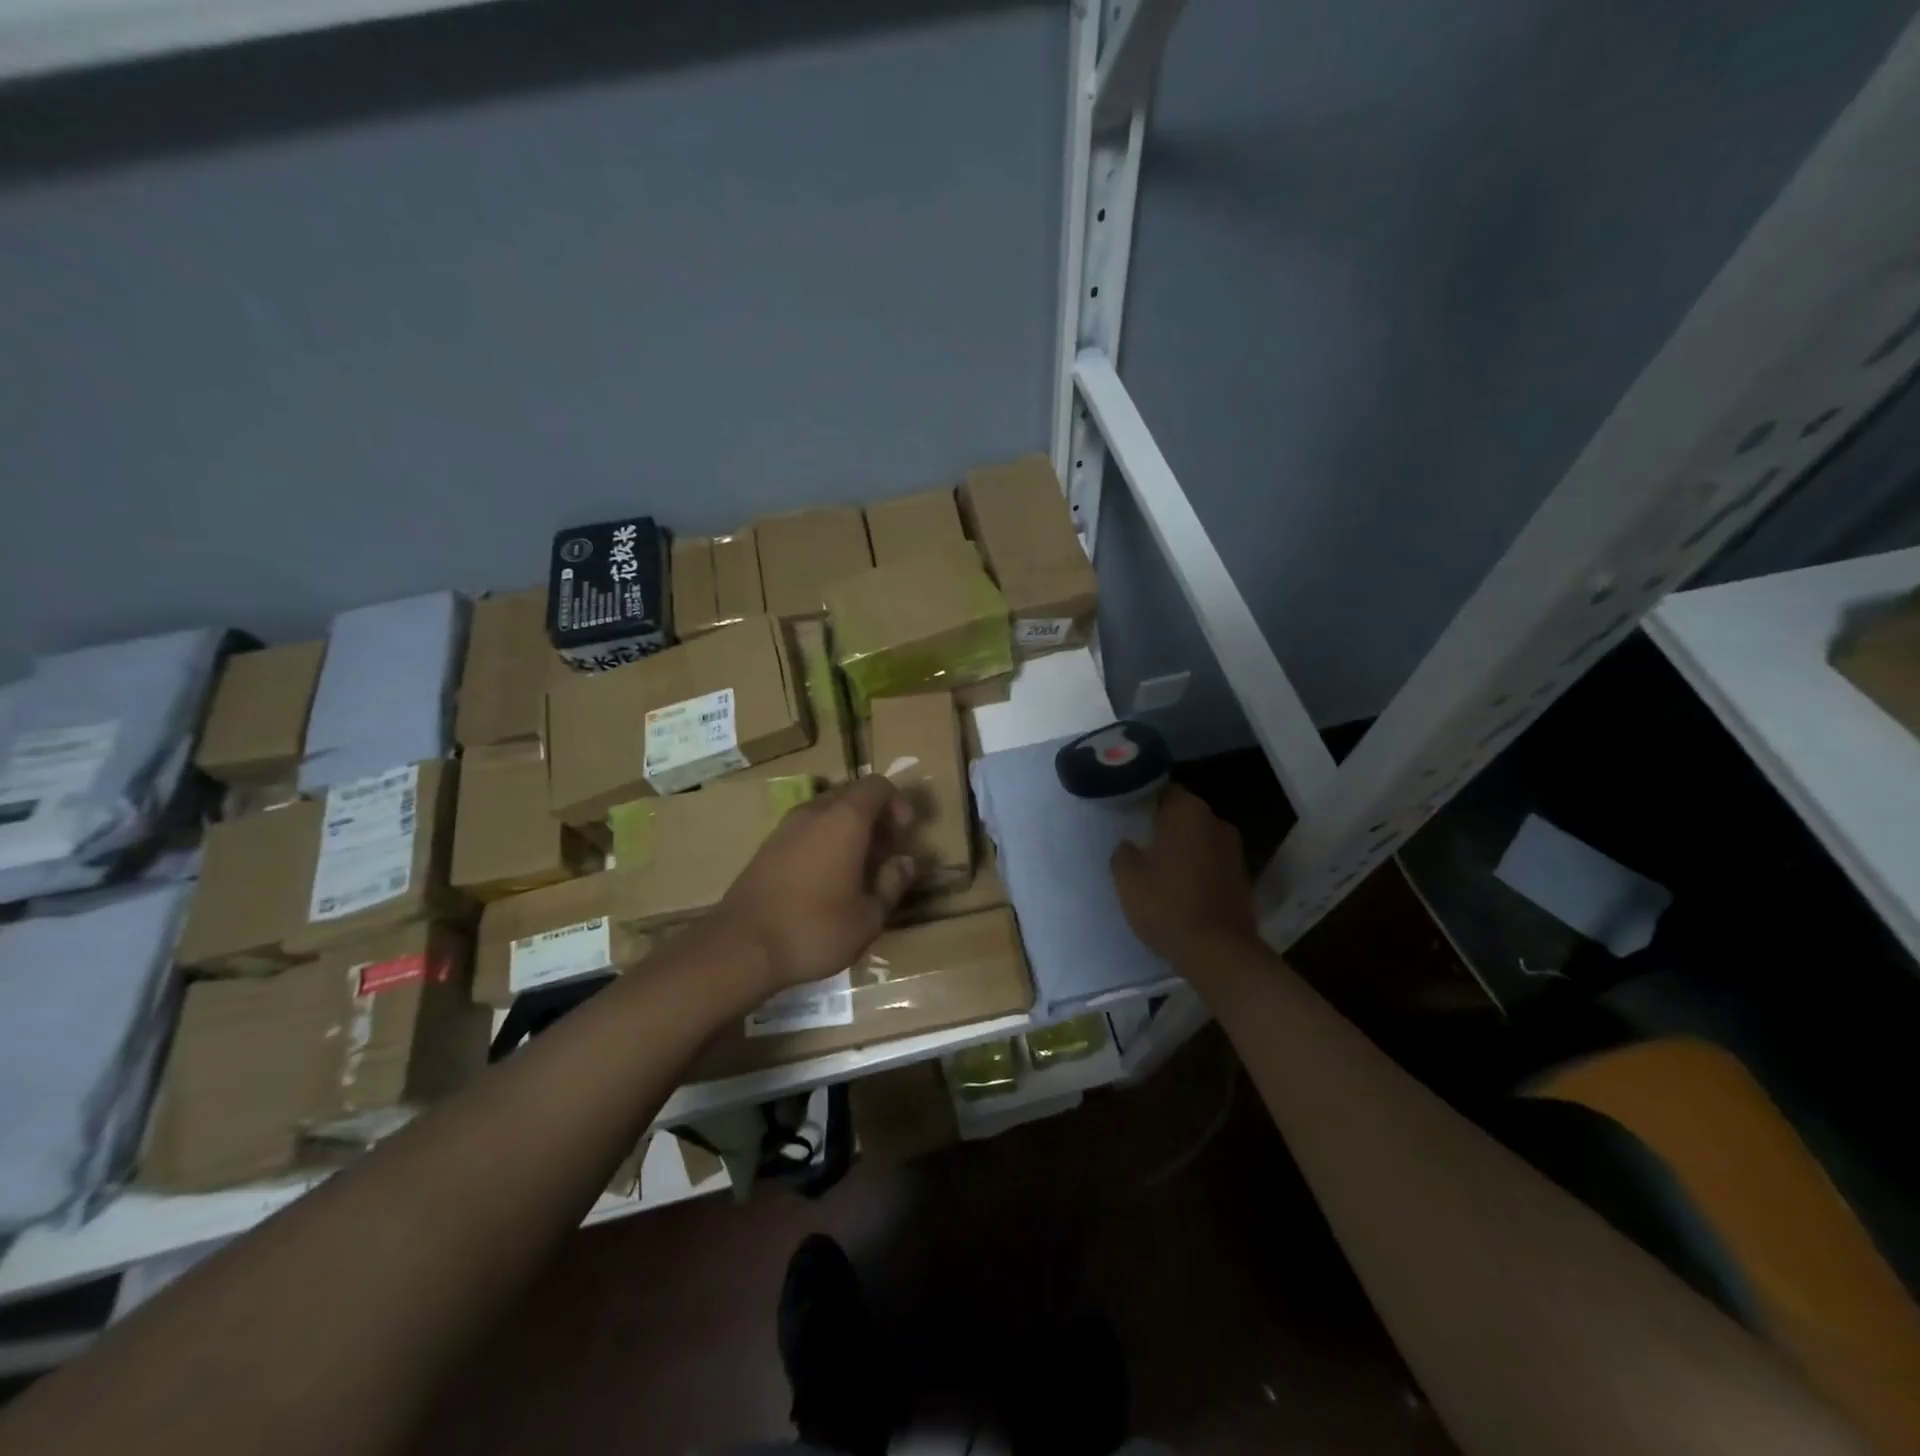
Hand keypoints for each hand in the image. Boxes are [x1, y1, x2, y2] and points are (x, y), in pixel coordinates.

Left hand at [718, 776, 917, 991]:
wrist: (741, 947)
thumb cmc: (815, 929)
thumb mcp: (869, 916)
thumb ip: (893, 883)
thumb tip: (907, 862)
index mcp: (845, 819)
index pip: (878, 786)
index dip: (898, 803)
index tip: (904, 834)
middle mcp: (815, 811)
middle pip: (853, 795)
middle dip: (875, 818)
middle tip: (885, 854)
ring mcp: (786, 826)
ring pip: (827, 812)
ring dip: (849, 830)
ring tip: (858, 869)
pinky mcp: (768, 846)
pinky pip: (807, 828)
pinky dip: (824, 840)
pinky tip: (826, 878)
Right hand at [1110, 786, 1258, 965]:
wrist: (1218, 952)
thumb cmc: (1167, 905)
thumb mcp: (1127, 878)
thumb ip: (1123, 852)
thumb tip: (1130, 846)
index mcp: (1188, 811)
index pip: (1163, 790)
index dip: (1143, 800)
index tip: (1127, 815)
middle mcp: (1216, 821)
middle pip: (1183, 814)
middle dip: (1162, 825)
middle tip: (1137, 841)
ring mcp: (1234, 849)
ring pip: (1198, 838)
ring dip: (1181, 847)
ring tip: (1156, 866)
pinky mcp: (1242, 876)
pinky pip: (1211, 861)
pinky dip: (1196, 867)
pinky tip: (1179, 886)